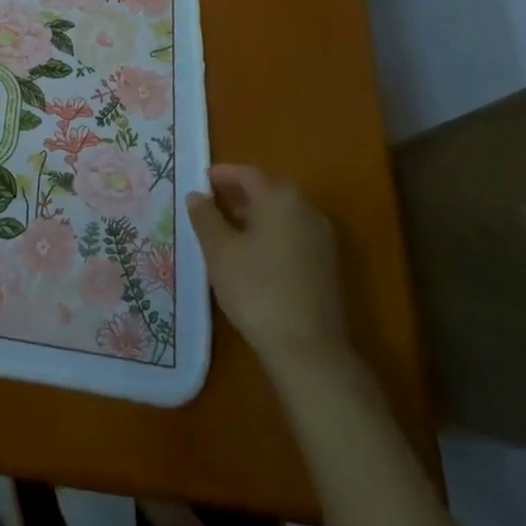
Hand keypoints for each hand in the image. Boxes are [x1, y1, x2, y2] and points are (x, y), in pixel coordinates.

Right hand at [187, 166, 348, 372]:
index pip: (246, 174)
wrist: (309, 350)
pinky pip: (292, 235)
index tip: (200, 183)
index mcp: (279, 197)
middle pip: (266, 191)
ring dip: (254, 217)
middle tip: (209, 207)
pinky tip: (252, 256)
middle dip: (237, 196)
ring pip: (281, 215)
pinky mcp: (327, 265)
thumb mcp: (219, 250)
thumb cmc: (257, 289)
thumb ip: (205, 216)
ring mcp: (321, 238)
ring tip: (226, 232)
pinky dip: (271, 235)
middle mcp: (306, 209)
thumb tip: (198, 195)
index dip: (220, 176)